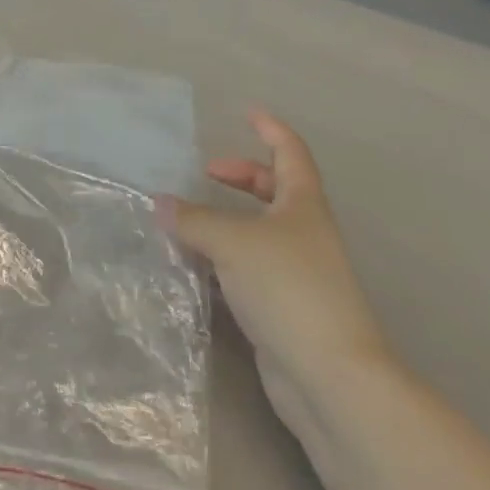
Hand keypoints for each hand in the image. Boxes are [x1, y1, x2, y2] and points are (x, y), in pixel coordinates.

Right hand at [157, 108, 391, 427]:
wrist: (329, 376)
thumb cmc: (288, 288)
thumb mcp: (233, 242)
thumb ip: (193, 220)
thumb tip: (159, 203)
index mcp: (303, 205)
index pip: (290, 152)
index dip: (271, 129)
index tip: (247, 113)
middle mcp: (304, 232)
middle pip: (274, 190)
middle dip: (242, 177)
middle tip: (206, 174)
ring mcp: (296, 272)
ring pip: (257, 231)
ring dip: (226, 220)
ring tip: (187, 220)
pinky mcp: (282, 307)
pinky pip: (247, 267)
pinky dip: (221, 258)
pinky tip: (193, 265)